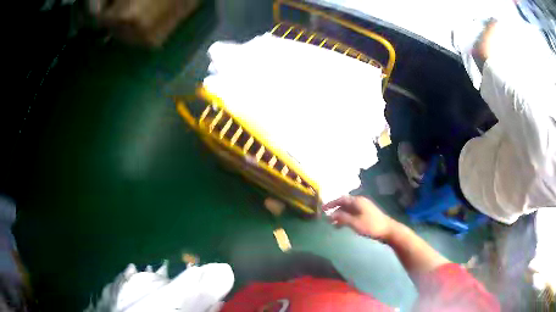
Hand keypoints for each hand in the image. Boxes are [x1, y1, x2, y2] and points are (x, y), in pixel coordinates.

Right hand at [322, 196, 394, 240]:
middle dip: (335, 210)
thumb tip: (329, 215)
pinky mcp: (366, 215)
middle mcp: (360, 202)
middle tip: (326, 218)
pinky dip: (346, 219)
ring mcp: (364, 208)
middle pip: (344, 204)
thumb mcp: (355, 223)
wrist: (388, 230)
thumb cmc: (371, 226)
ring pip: (348, 210)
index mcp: (357, 201)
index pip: (341, 199)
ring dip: (340, 216)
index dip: (331, 203)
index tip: (322, 209)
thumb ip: (342, 218)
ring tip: (333, 225)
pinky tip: (343, 227)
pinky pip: (353, 214)